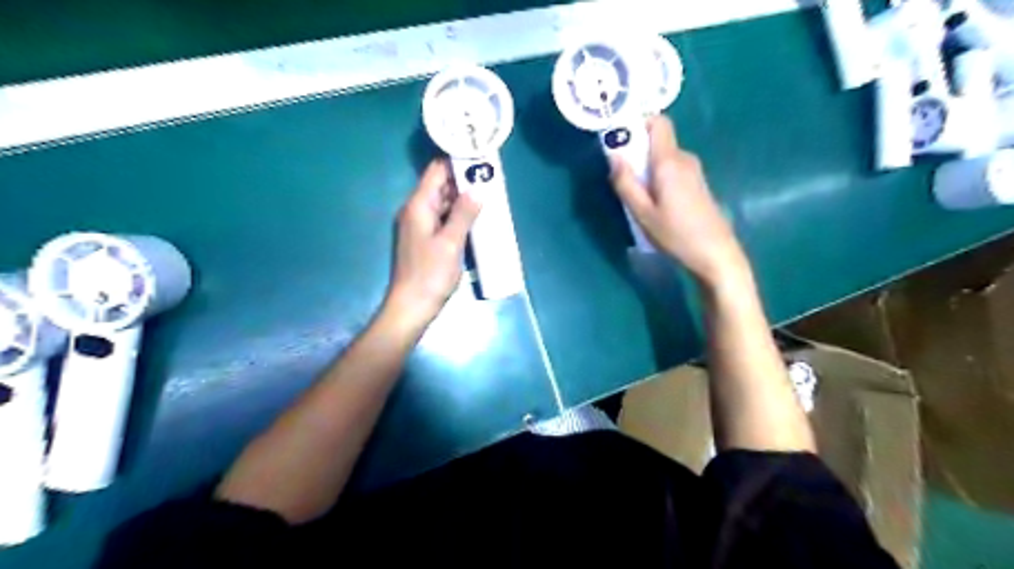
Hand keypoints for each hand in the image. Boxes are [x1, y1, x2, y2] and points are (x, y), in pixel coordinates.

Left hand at [390, 159, 481, 329]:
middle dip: (463, 181)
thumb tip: (477, 189)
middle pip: (439, 186)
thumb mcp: (451, 242)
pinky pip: (442, 219)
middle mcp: (415, 211)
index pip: (436, 171)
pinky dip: (457, 215)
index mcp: (418, 206)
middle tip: (490, 179)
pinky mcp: (425, 239)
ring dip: (462, 199)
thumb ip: (464, 214)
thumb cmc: (431, 273)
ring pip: (442, 203)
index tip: (479, 159)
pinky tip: (475, 218)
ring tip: (487, 195)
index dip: (456, 162)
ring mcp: (419, 226)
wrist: (412, 306)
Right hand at [608, 112, 742, 287]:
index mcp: (669, 161)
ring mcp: (694, 171)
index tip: (621, 141)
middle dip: (636, 153)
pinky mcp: (697, 184)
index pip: (659, 122)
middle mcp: (684, 159)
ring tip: (637, 198)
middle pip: (657, 141)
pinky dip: (658, 178)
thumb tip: (613, 155)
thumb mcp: (642, 213)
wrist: (716, 254)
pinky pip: (672, 170)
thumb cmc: (676, 235)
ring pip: (663, 158)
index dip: (638, 124)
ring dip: (646, 169)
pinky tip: (655, 204)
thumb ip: (625, 183)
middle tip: (623, 179)